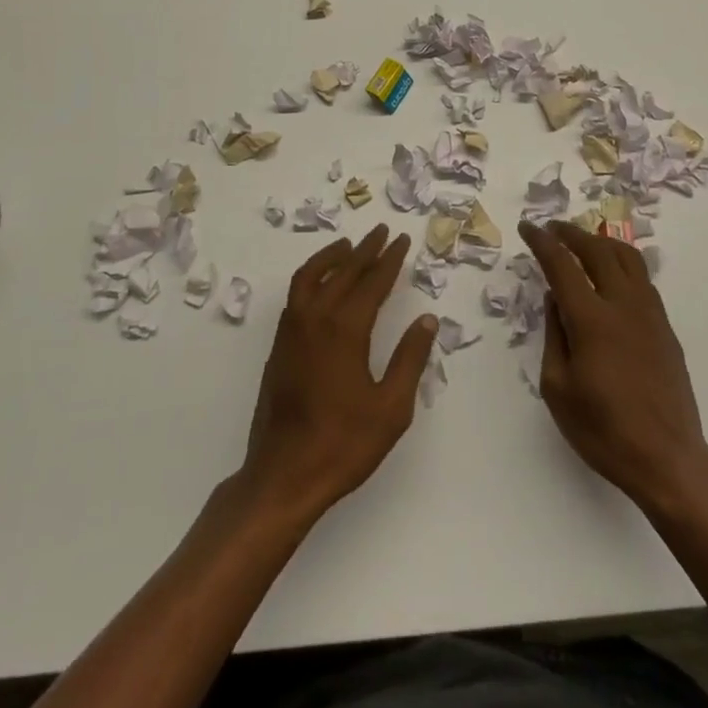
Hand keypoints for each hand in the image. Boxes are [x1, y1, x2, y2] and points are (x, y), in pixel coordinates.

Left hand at [240, 225, 437, 521]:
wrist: (283, 474)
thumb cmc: (343, 444)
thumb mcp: (391, 408)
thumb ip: (410, 359)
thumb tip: (428, 321)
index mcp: (346, 329)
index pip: (373, 282)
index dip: (390, 259)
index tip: (402, 239)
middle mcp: (316, 318)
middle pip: (343, 271)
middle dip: (366, 250)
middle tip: (383, 232)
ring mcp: (292, 330)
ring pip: (312, 276)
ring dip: (333, 256)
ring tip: (350, 246)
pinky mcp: (279, 344)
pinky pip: (297, 293)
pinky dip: (312, 274)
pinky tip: (322, 282)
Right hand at [520, 220, 707, 513]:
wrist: (668, 459)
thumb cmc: (604, 431)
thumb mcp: (558, 388)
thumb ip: (554, 335)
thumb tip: (555, 299)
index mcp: (592, 320)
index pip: (562, 265)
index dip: (542, 242)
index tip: (528, 227)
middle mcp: (623, 305)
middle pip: (597, 250)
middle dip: (571, 233)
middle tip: (552, 228)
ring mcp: (650, 314)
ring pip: (627, 257)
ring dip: (601, 241)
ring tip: (583, 241)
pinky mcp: (665, 327)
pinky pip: (642, 278)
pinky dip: (622, 262)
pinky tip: (611, 273)